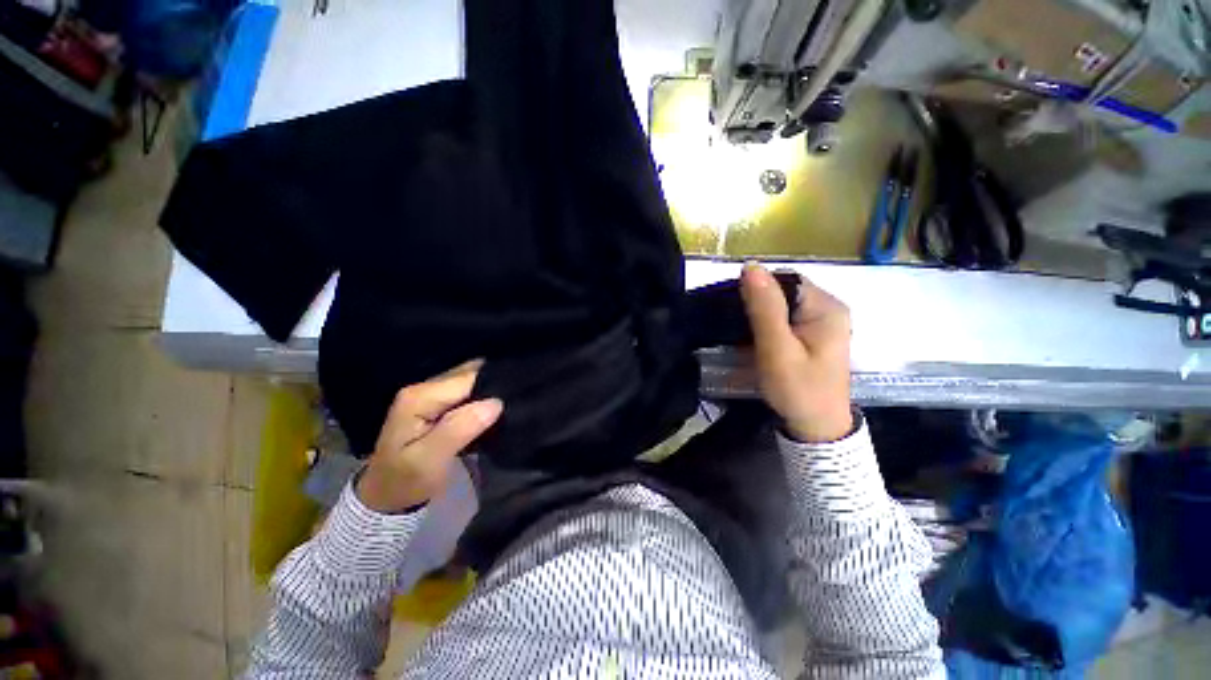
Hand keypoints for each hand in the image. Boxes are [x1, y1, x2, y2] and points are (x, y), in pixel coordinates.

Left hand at [357, 360, 502, 512]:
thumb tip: (495, 403)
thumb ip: (459, 429)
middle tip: (514, 403)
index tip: (514, 400)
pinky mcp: (438, 401)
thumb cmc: (406, 481)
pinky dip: (484, 396)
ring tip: (509, 405)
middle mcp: (424, 387)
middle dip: (494, 384)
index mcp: (420, 397)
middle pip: (470, 373)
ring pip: (471, 379)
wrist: (386, 496)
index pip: (468, 378)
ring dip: (491, 390)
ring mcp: (430, 393)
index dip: (493, 385)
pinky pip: (468, 389)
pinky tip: (495, 409)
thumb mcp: (430, 460)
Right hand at [740, 262, 852, 442]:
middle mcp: (828, 307)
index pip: (785, 280)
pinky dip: (766, 323)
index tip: (733, 308)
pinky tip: (753, 336)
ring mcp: (822, 321)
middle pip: (784, 290)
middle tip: (734, 323)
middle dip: (756, 302)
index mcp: (826, 307)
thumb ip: (765, 309)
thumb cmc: (798, 390)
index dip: (756, 288)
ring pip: (781, 303)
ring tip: (739, 330)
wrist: (817, 428)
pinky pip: (784, 317)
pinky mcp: (813, 333)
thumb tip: (750, 267)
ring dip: (759, 313)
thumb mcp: (777, 350)